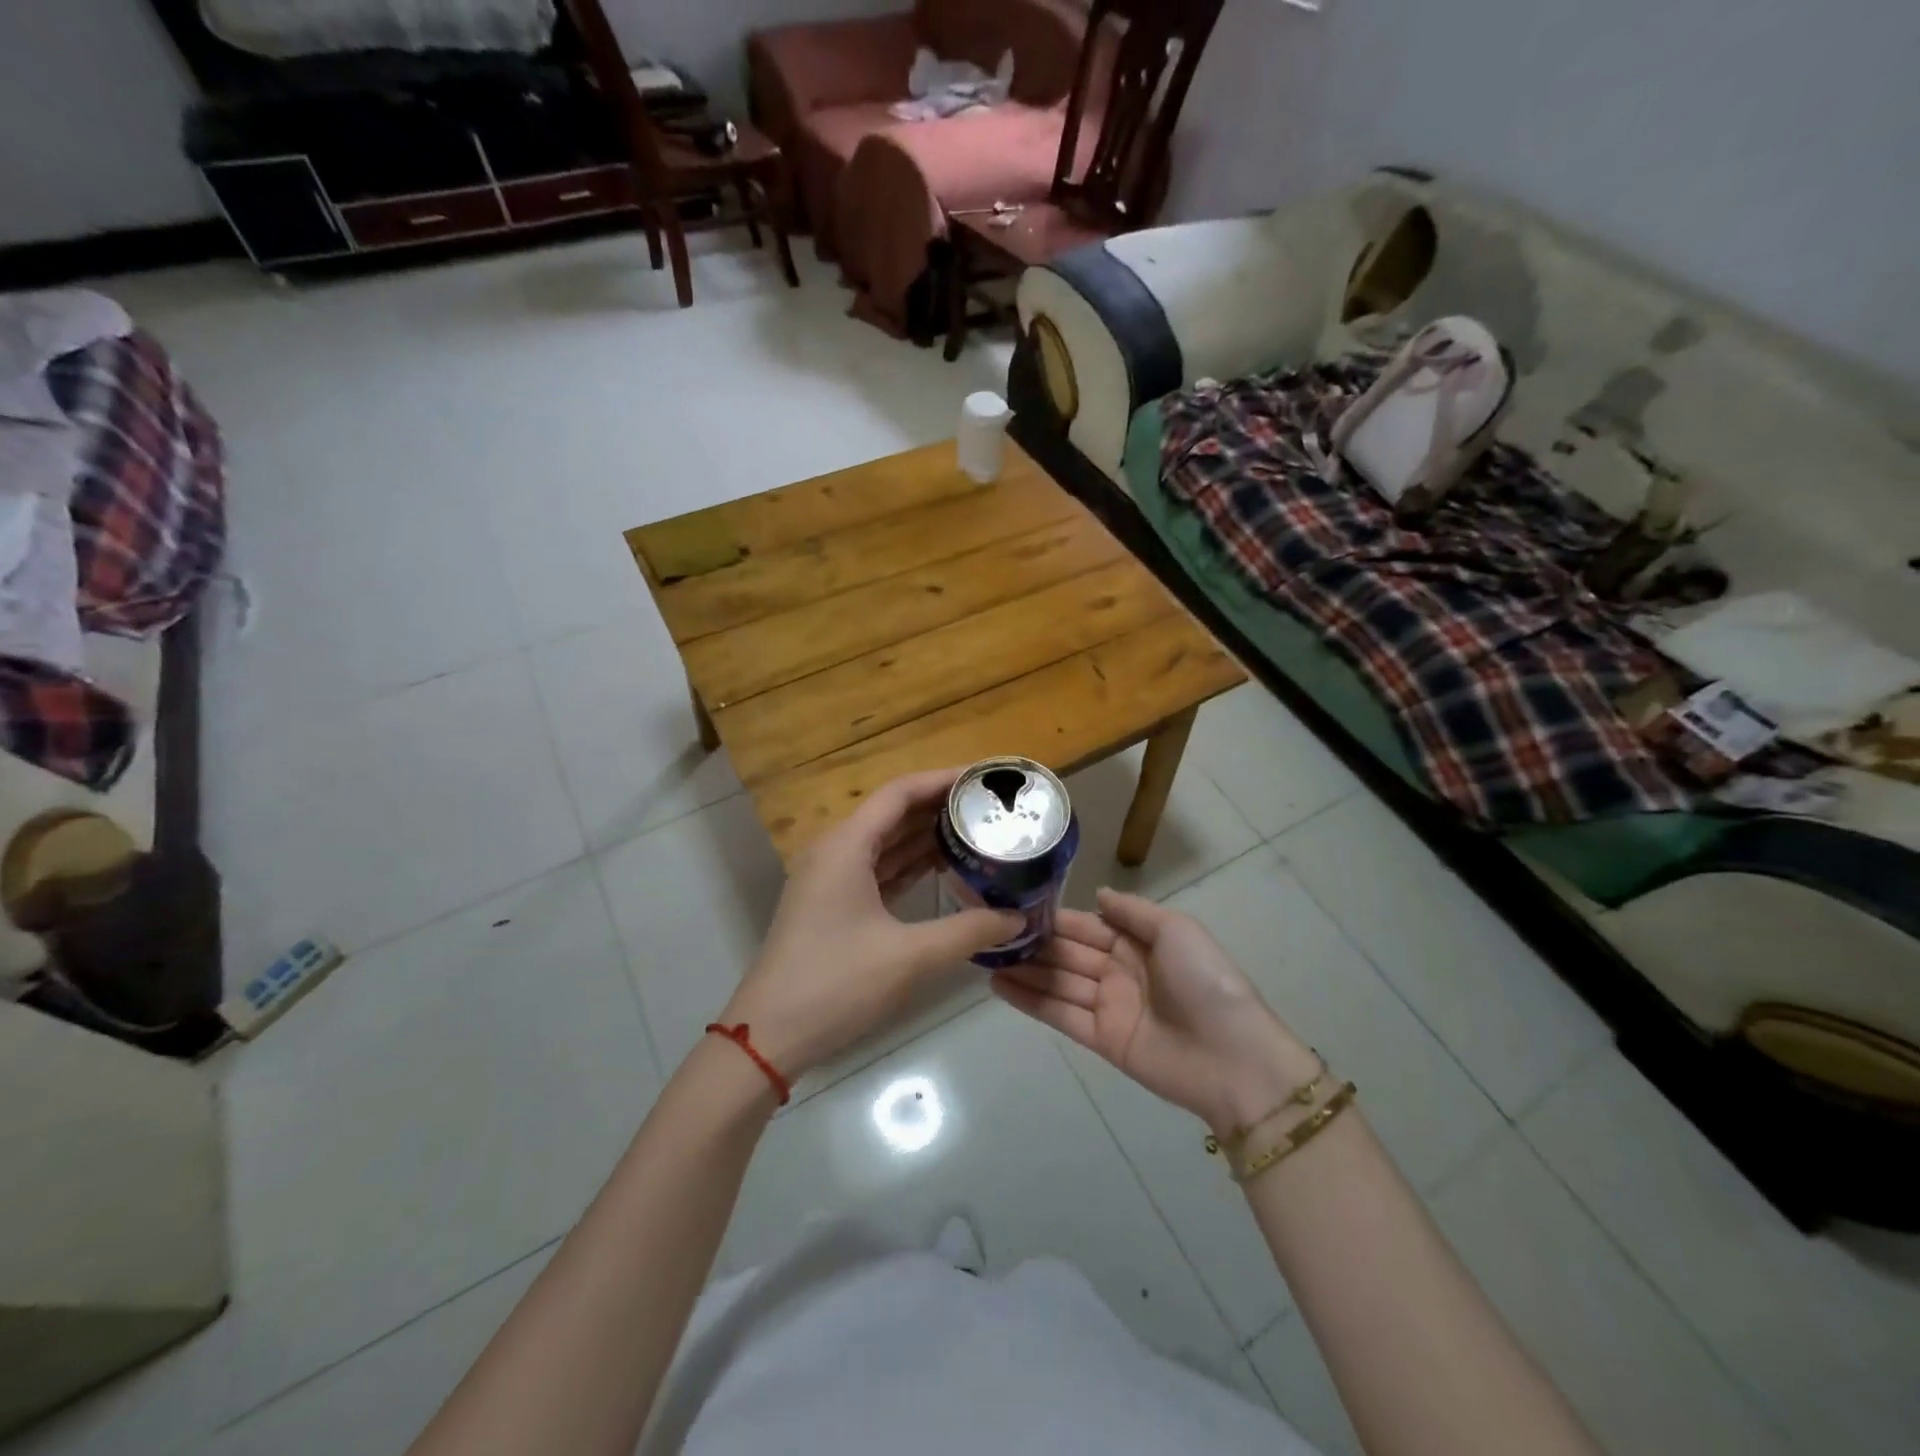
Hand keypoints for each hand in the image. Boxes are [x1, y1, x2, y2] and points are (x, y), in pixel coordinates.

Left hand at [720, 768, 1021, 1080]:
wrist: (770, 1035)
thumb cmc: (836, 984)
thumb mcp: (910, 956)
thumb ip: (969, 931)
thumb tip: (1018, 918)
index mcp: (846, 846)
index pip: (900, 793)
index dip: (943, 780)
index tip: (984, 779)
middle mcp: (836, 852)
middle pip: (893, 814)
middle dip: (940, 807)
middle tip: (990, 808)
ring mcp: (831, 879)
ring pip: (885, 843)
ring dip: (926, 837)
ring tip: (977, 833)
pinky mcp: (832, 905)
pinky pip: (878, 870)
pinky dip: (910, 866)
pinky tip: (944, 870)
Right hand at [992, 888, 1320, 1135]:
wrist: (1232, 1057)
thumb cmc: (1205, 982)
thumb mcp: (1176, 930)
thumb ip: (1133, 911)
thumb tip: (1097, 893)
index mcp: (1138, 942)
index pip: (1087, 925)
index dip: (1055, 918)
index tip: (1017, 906)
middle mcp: (1119, 970)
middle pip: (1068, 953)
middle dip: (1033, 944)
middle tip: (989, 932)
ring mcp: (1108, 1006)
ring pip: (1058, 982)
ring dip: (1024, 971)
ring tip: (984, 957)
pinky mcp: (1101, 1039)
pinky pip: (1060, 1015)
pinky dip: (1030, 1001)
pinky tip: (999, 986)